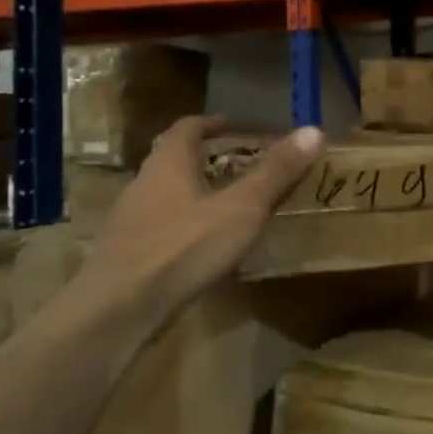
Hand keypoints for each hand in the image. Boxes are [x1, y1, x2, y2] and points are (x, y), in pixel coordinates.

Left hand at [78, 117, 324, 322]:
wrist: (118, 310)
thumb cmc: (183, 249)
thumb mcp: (241, 209)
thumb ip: (276, 173)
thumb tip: (314, 130)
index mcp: (168, 164)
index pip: (187, 128)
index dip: (212, 124)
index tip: (234, 127)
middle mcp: (144, 184)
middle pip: (173, 160)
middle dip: (205, 160)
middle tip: (239, 167)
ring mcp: (130, 222)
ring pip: (166, 195)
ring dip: (194, 194)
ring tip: (227, 208)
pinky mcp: (126, 255)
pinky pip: (160, 228)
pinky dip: (184, 227)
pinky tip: (202, 249)